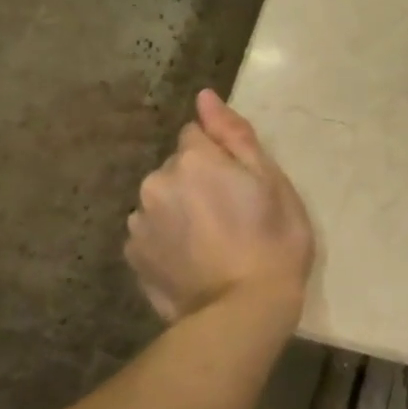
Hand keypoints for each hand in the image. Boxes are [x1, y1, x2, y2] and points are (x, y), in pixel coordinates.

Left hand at [125, 91, 314, 322]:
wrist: (244, 311)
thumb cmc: (273, 241)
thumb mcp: (271, 181)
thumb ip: (234, 135)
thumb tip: (204, 97)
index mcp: (194, 159)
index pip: (198, 135)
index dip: (223, 157)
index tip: (242, 184)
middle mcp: (156, 182)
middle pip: (178, 168)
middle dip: (199, 182)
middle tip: (233, 216)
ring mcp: (140, 222)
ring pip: (163, 200)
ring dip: (181, 210)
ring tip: (213, 243)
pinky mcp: (133, 256)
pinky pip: (152, 232)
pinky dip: (168, 240)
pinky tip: (193, 261)